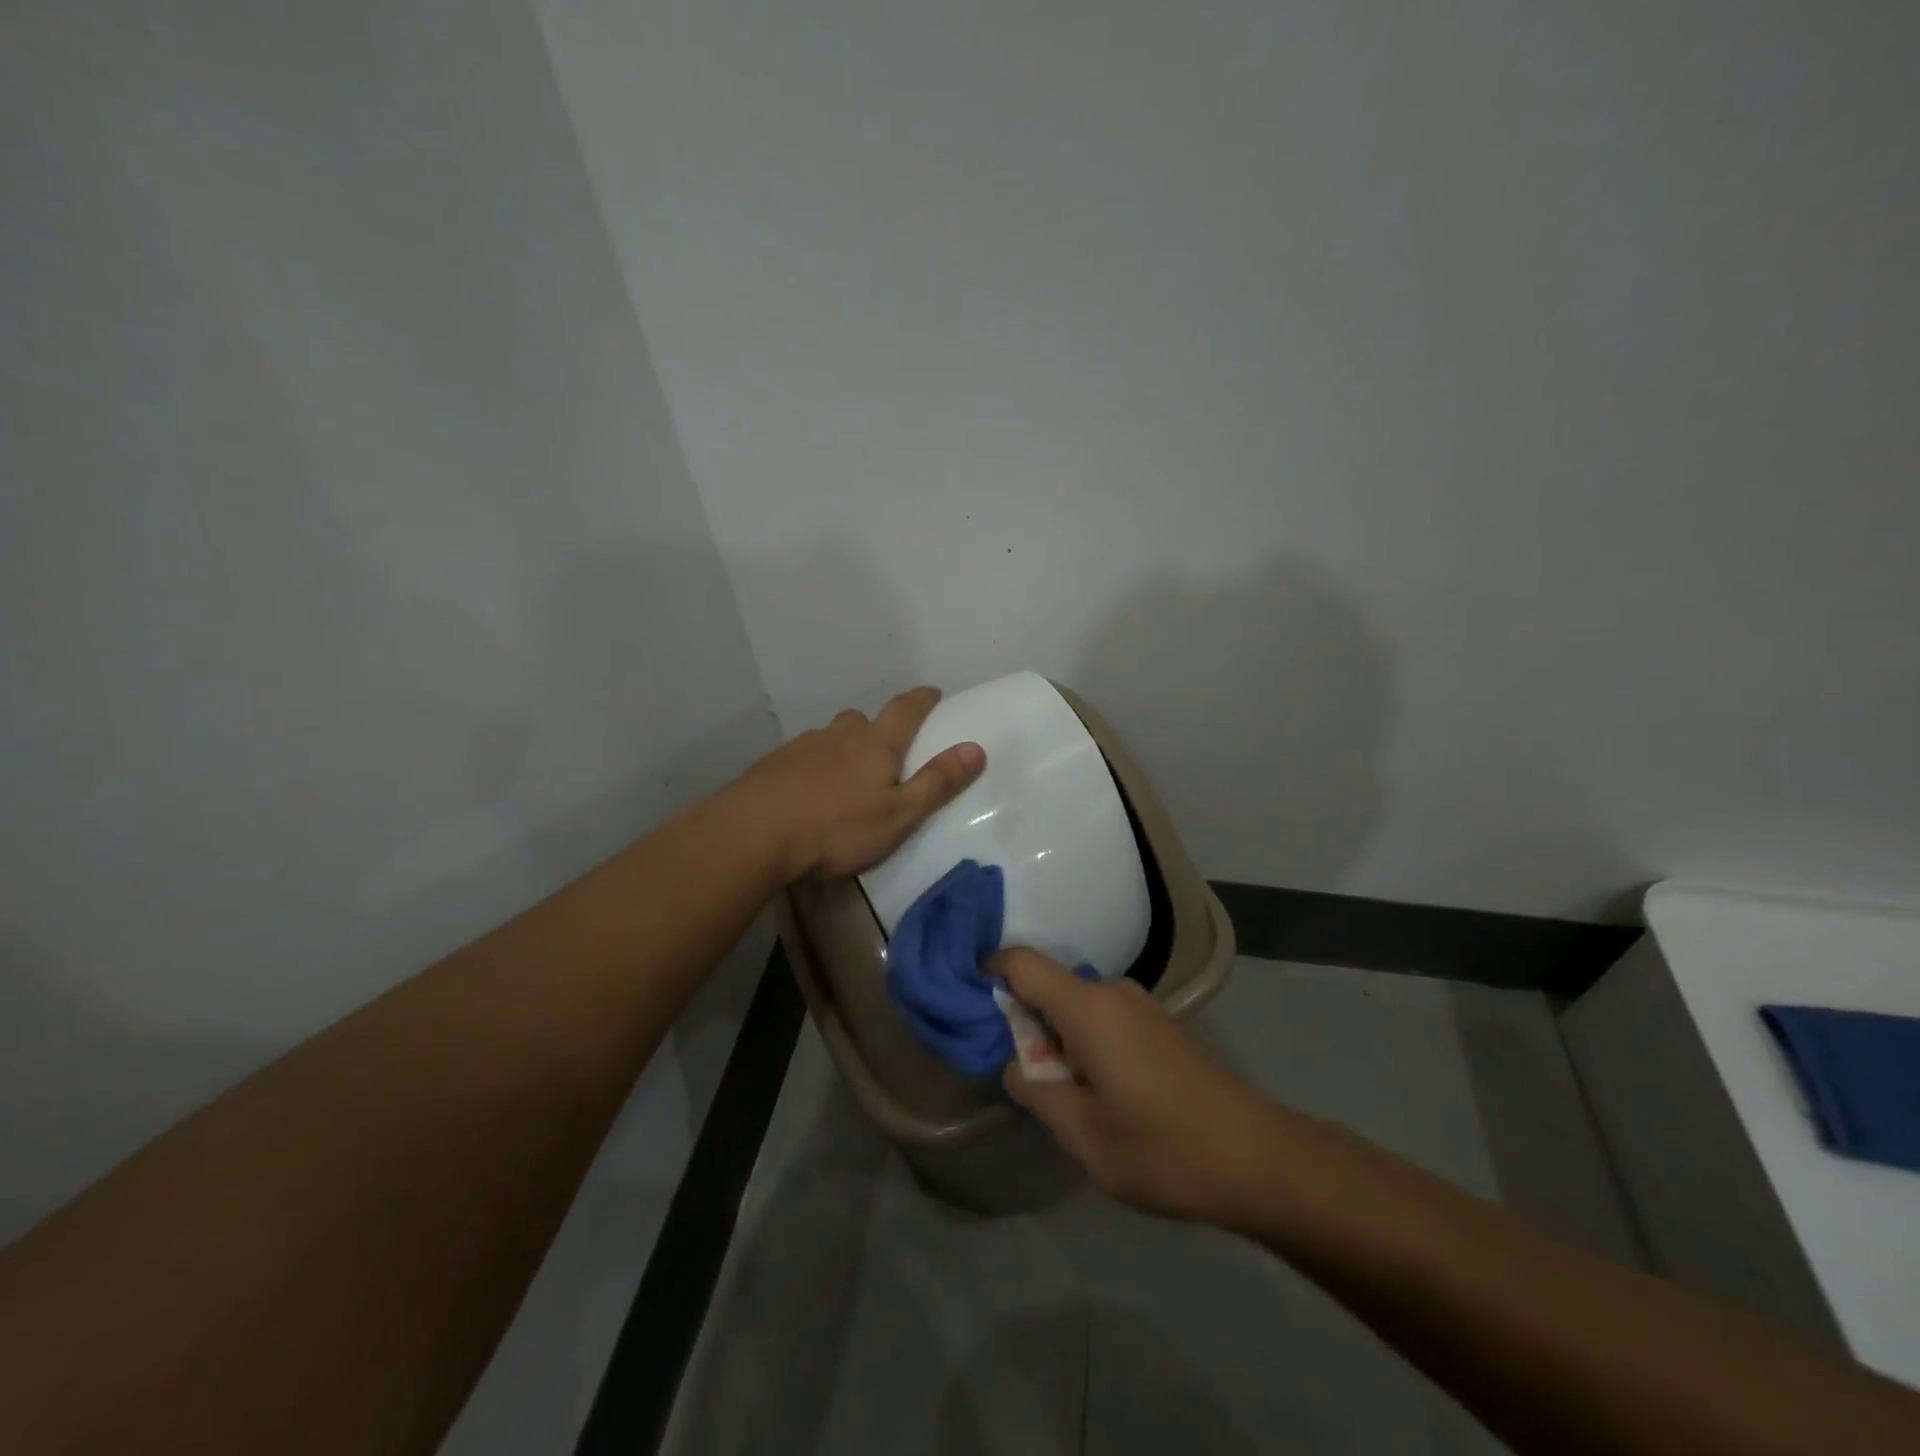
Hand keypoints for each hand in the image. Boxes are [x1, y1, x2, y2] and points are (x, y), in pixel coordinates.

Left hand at [736, 686, 986, 881]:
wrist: (752, 834)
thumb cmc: (836, 828)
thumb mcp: (899, 815)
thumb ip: (937, 783)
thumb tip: (976, 748)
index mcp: (875, 743)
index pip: (905, 709)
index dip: (922, 699)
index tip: (933, 693)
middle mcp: (838, 735)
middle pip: (863, 720)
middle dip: (878, 729)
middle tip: (886, 751)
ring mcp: (801, 747)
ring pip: (830, 738)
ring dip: (843, 749)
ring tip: (845, 780)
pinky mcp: (772, 765)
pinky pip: (803, 758)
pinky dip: (813, 768)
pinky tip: (808, 795)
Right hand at [996, 948, 1282, 1225]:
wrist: (1258, 1158)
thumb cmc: (1162, 1148)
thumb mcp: (1082, 1134)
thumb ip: (1035, 1090)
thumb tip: (1016, 1063)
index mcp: (1087, 1007)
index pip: (1021, 962)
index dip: (988, 974)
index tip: (969, 1007)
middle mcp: (1113, 992)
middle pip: (1048, 986)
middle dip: (1025, 1023)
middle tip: (1025, 1078)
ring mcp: (1141, 1006)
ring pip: (1076, 1005)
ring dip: (1058, 1039)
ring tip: (1066, 1096)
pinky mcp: (1160, 1024)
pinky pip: (1103, 1017)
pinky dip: (1085, 1042)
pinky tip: (1103, 1093)